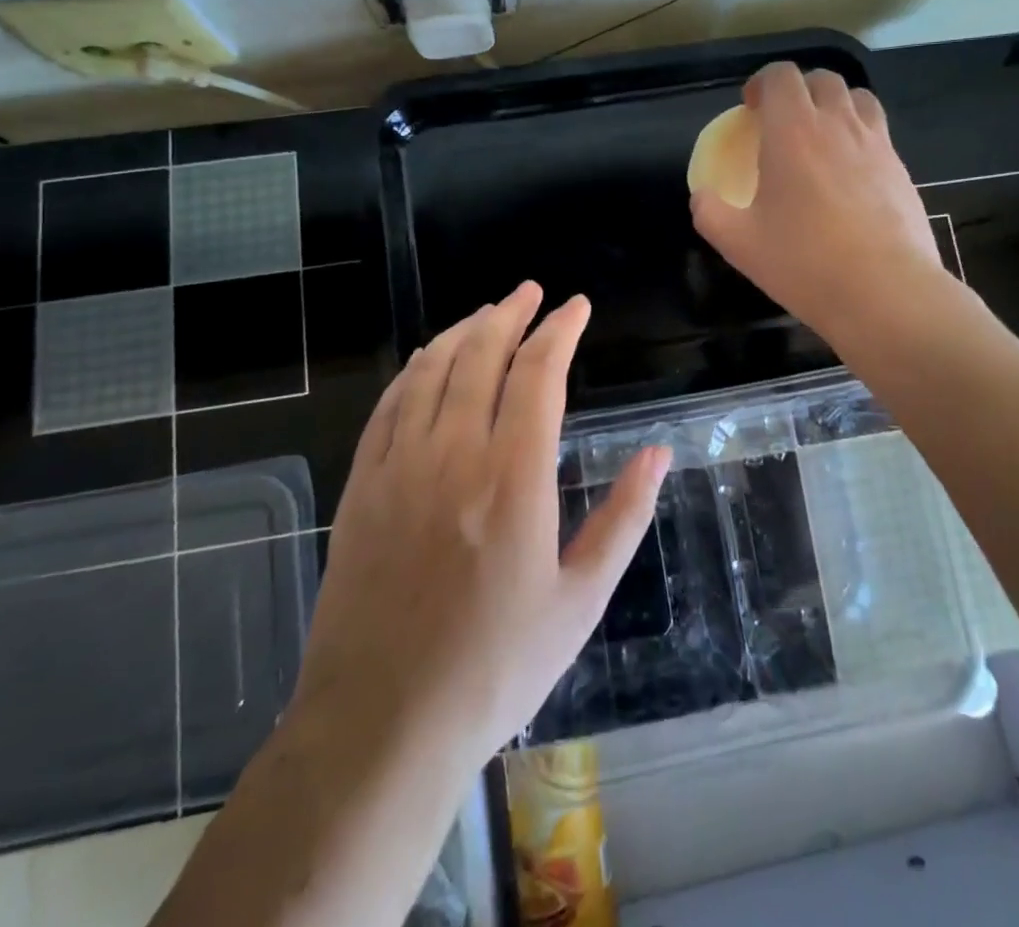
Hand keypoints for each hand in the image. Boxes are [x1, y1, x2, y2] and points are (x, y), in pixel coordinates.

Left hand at [294, 282, 670, 766]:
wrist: (380, 725)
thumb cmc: (495, 667)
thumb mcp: (580, 601)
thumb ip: (623, 518)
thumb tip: (657, 454)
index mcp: (514, 477)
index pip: (539, 373)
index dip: (560, 330)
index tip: (576, 307)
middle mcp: (454, 454)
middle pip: (482, 355)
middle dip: (511, 314)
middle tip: (532, 293)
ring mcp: (400, 467)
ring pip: (433, 370)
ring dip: (464, 331)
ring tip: (488, 312)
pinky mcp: (362, 486)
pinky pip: (389, 405)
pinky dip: (415, 369)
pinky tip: (430, 360)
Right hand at [691, 63, 946, 340]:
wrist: (883, 292)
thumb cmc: (803, 262)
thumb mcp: (739, 243)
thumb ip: (710, 212)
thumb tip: (702, 197)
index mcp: (794, 131)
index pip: (781, 76)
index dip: (762, 83)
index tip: (750, 109)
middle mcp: (838, 124)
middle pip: (822, 79)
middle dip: (798, 90)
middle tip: (782, 122)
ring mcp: (877, 144)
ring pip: (859, 99)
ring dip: (835, 106)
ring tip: (821, 138)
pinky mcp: (901, 169)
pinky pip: (879, 133)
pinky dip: (860, 136)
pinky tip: (850, 175)